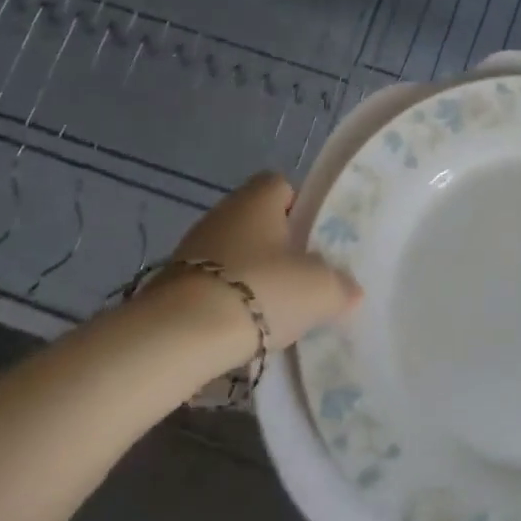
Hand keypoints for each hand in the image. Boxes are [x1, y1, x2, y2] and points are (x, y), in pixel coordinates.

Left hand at [147, 171, 361, 351]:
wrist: (180, 335)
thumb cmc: (262, 290)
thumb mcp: (321, 290)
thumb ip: (341, 286)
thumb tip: (349, 290)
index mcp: (258, 198)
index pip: (282, 185)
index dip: (301, 208)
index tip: (315, 240)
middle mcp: (223, 213)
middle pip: (258, 222)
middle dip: (279, 248)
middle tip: (302, 279)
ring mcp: (191, 248)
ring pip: (234, 254)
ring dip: (252, 276)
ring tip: (274, 311)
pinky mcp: (171, 284)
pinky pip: (211, 285)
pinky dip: (226, 302)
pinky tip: (242, 330)